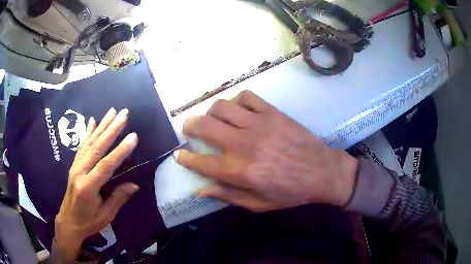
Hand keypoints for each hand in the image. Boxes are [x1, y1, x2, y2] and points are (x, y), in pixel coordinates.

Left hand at [55, 108, 138, 259]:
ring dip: (102, 126)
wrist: (68, 221)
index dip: (120, 151)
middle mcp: (80, 172)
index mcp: (88, 187)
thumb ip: (118, 199)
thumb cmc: (88, 222)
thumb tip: (134, 185)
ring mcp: (76, 166)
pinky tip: (93, 121)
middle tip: (124, 114)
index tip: (133, 136)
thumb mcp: (106, 216)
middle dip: (111, 129)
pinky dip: (88, 132)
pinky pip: (82, 146)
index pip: (106, 165)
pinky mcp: (74, 165)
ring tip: (112, 111)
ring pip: (90, 143)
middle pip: (97, 147)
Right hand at [175, 91, 357, 211]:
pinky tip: (239, 111)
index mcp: (239, 171)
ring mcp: (258, 124)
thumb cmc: (291, 192)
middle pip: (205, 125)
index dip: (185, 158)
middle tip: (189, 129)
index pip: (201, 161)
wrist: (323, 172)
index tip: (179, 154)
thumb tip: (202, 191)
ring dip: (211, 112)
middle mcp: (243, 144)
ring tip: (215, 120)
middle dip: (189, 125)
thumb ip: (228, 196)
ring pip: (222, 106)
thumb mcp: (259, 204)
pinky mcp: (272, 112)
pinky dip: (237, 101)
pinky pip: (247, 97)